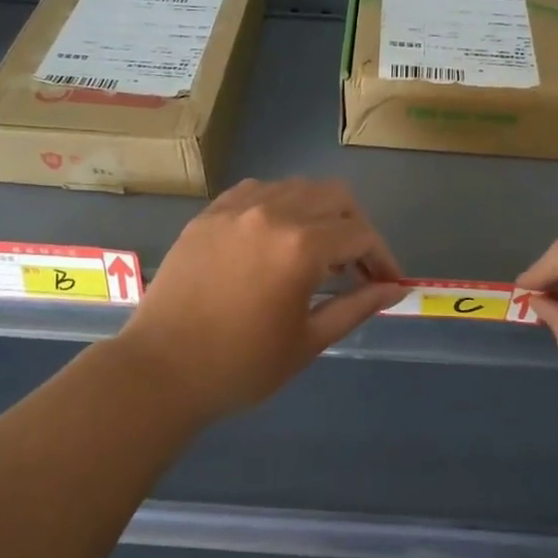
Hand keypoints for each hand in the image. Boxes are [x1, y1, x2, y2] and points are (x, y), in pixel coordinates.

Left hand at [117, 178, 406, 423]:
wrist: (162, 370)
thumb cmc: (241, 366)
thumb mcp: (308, 341)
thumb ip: (356, 307)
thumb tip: (395, 290)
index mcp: (300, 246)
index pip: (360, 235)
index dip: (383, 258)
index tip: (388, 284)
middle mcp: (272, 213)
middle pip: (335, 197)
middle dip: (356, 228)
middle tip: (357, 267)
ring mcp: (235, 209)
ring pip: (297, 187)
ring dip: (319, 213)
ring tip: (316, 253)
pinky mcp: (208, 214)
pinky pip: (257, 192)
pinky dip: (280, 207)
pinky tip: (276, 238)